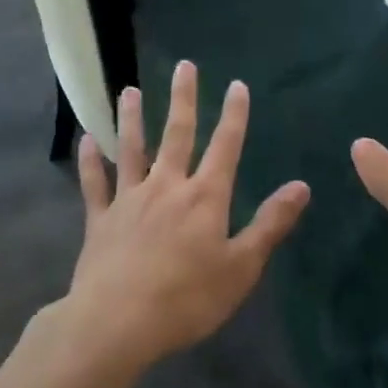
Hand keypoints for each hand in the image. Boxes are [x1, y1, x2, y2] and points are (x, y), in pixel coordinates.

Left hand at [61, 62, 310, 374]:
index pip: (225, 146)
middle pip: (177, 133)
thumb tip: (301, 186)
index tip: (237, 85)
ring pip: (131, 149)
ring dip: (131, 118)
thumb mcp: (241, 268)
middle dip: (183, 98)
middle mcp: (167, 186)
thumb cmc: (187, 298)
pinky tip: (86, 140)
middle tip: (183, 66)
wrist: (118, 321)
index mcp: (204, 197)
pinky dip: (90, 161)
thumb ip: (270, 224)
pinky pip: (95, 183)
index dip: (234, 115)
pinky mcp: (100, 218)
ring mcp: (130, 199)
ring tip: (129, 90)